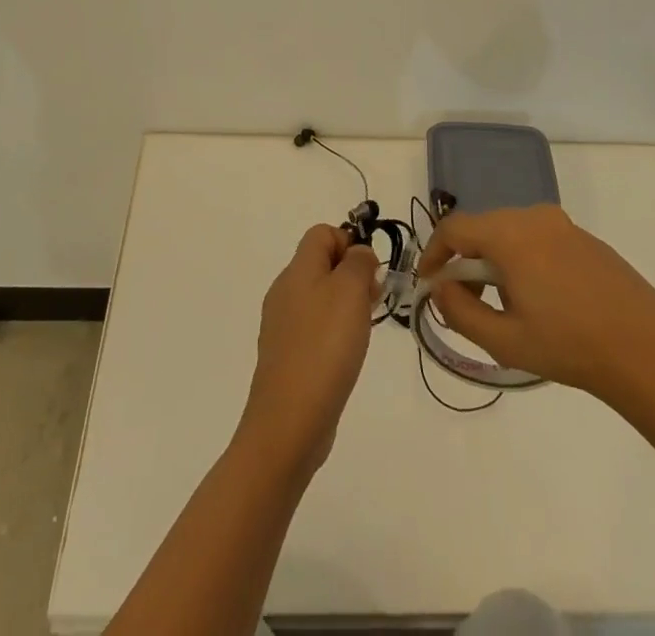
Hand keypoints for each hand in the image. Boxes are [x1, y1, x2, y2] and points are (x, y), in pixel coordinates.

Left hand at [237, 225, 381, 478]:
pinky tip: (345, 357)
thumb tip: (358, 254)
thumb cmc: (324, 347)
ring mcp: (282, 325)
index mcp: (296, 270)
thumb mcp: (350, 292)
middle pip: (321, 265)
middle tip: (372, 304)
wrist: (289, 421)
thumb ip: (358, 263)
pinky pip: (314, 328)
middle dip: (352, 276)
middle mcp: (284, 291)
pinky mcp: (286, 356)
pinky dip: (333, 334)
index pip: (322, 234)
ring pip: (319, 297)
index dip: (349, 243)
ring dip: (346, 306)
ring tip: (362, 333)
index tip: (370, 273)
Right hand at [417, 204, 654, 404]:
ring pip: (510, 233)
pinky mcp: (586, 239)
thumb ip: (460, 311)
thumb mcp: (504, 340)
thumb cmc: (570, 347)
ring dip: (494, 262)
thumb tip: (439, 288)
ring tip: (504, 307)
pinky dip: (524, 261)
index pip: (454, 228)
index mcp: (510, 234)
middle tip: (465, 303)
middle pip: (482, 228)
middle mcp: (534, 217)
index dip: (433, 254)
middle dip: (465, 262)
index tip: (428, 285)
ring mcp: (564, 225)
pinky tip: (541, 301)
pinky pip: (538, 239)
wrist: (649, 354)